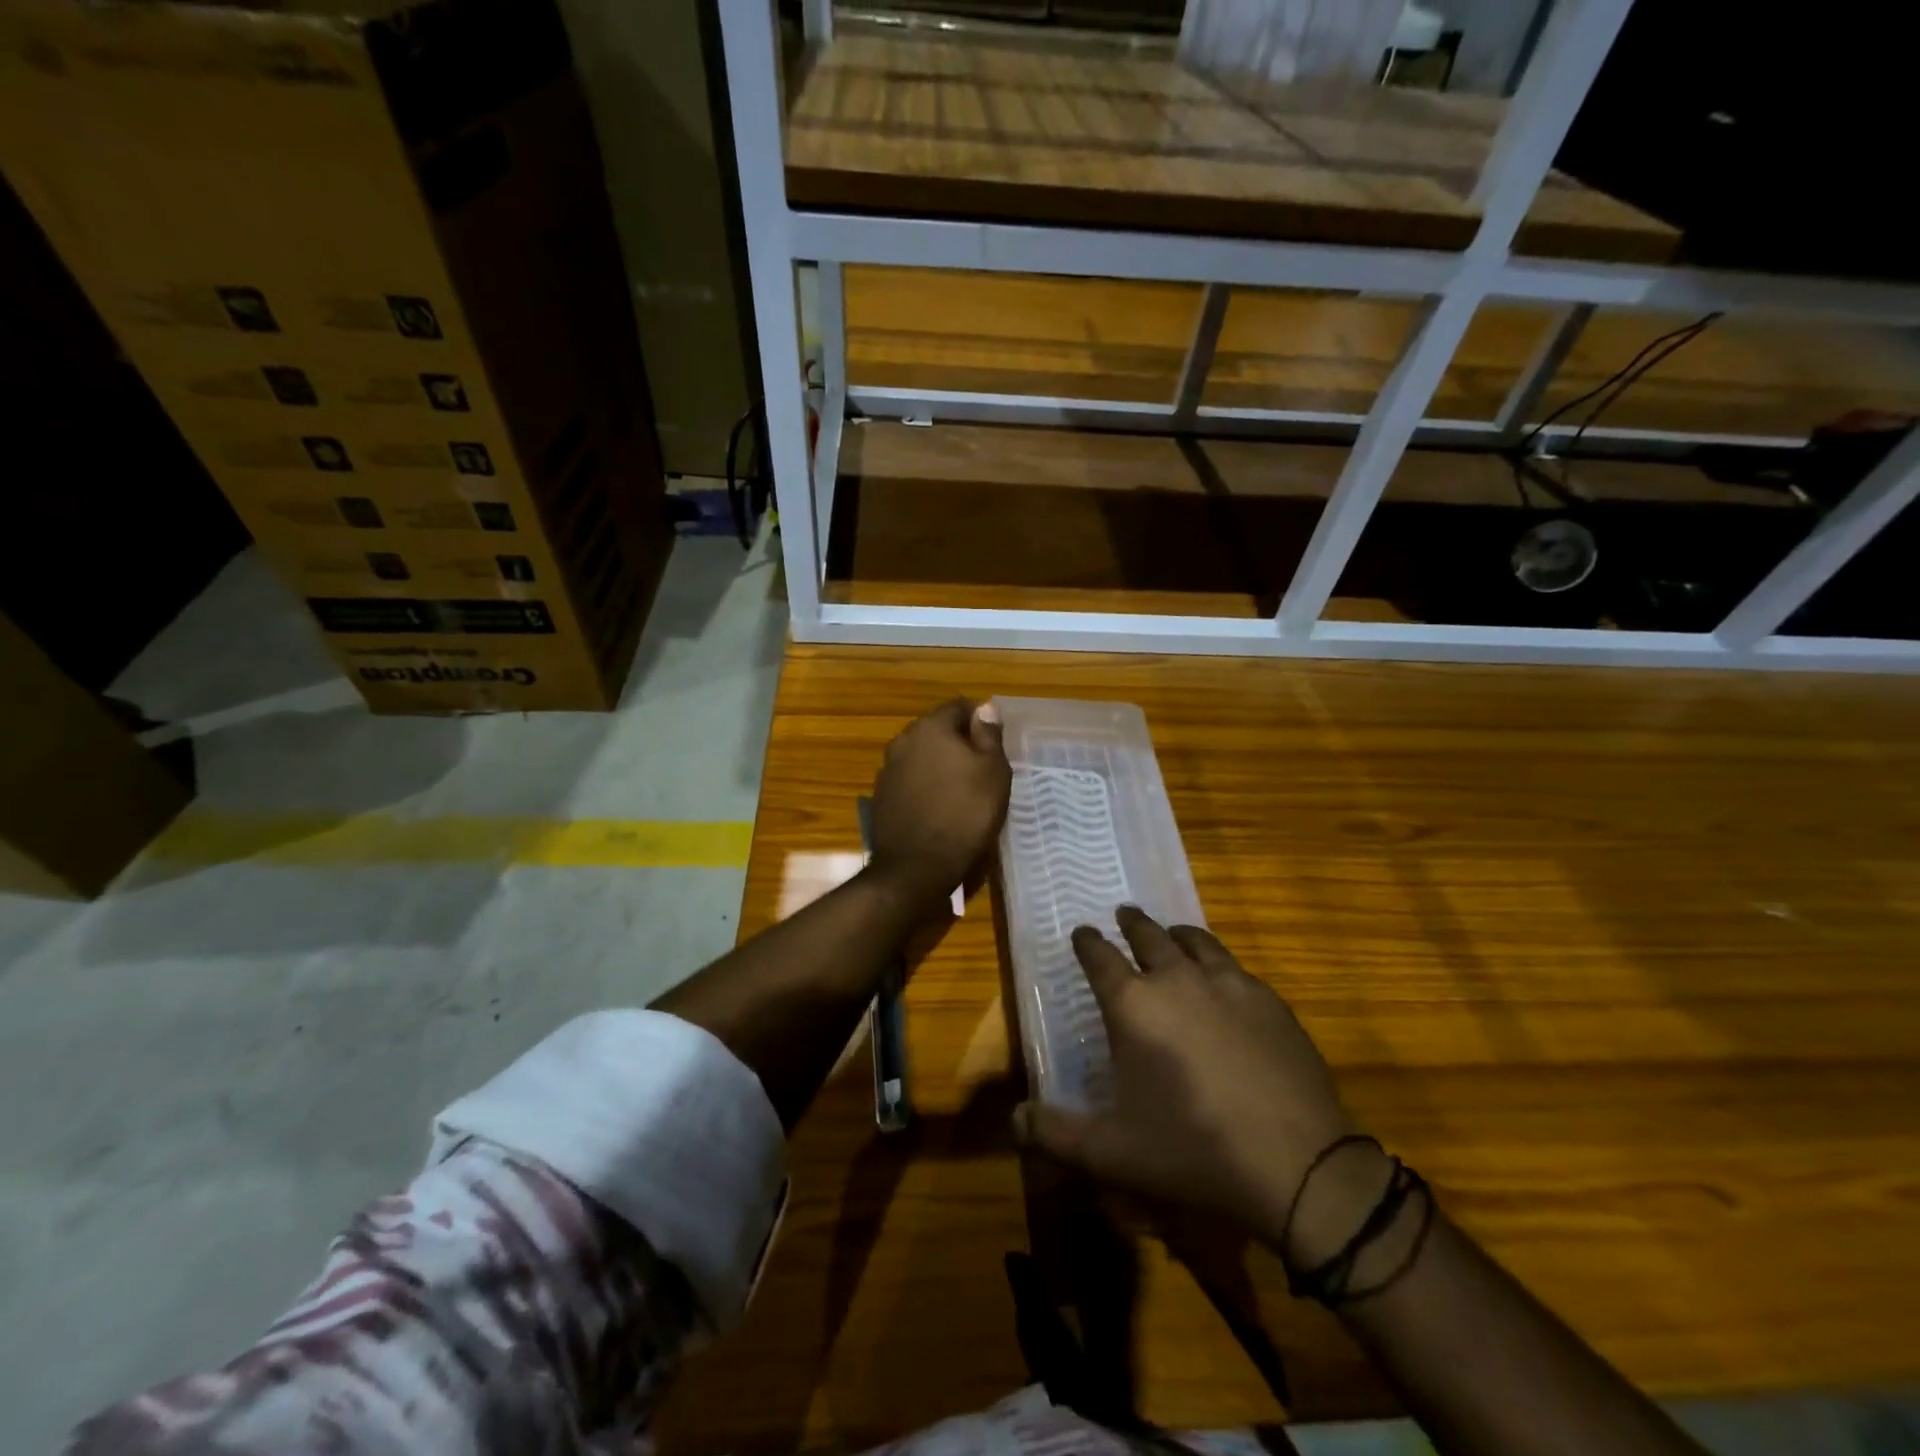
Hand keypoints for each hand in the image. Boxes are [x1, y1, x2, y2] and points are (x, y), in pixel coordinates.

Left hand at [867, 698, 1011, 914]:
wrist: (917, 867)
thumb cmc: (965, 813)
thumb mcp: (993, 772)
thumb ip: (989, 735)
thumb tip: (985, 708)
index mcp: (930, 727)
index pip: (959, 707)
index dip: (980, 720)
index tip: (995, 743)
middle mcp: (903, 740)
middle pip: (937, 730)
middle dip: (959, 743)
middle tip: (983, 768)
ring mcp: (887, 769)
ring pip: (922, 756)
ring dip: (940, 765)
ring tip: (962, 790)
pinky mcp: (882, 797)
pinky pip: (910, 781)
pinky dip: (925, 787)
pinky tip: (939, 808)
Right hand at [1013, 908, 1383, 1264]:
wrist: (1299, 1165)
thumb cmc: (1192, 1151)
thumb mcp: (1112, 1152)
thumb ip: (1055, 1133)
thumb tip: (1013, 1119)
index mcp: (1133, 1004)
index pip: (1100, 956)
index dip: (1087, 942)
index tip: (1082, 932)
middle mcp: (1178, 979)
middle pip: (1149, 935)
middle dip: (1132, 924)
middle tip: (1124, 916)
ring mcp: (1229, 984)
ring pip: (1196, 940)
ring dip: (1177, 934)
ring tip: (1172, 935)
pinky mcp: (1270, 1000)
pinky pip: (1235, 967)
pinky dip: (1218, 963)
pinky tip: (1224, 981)